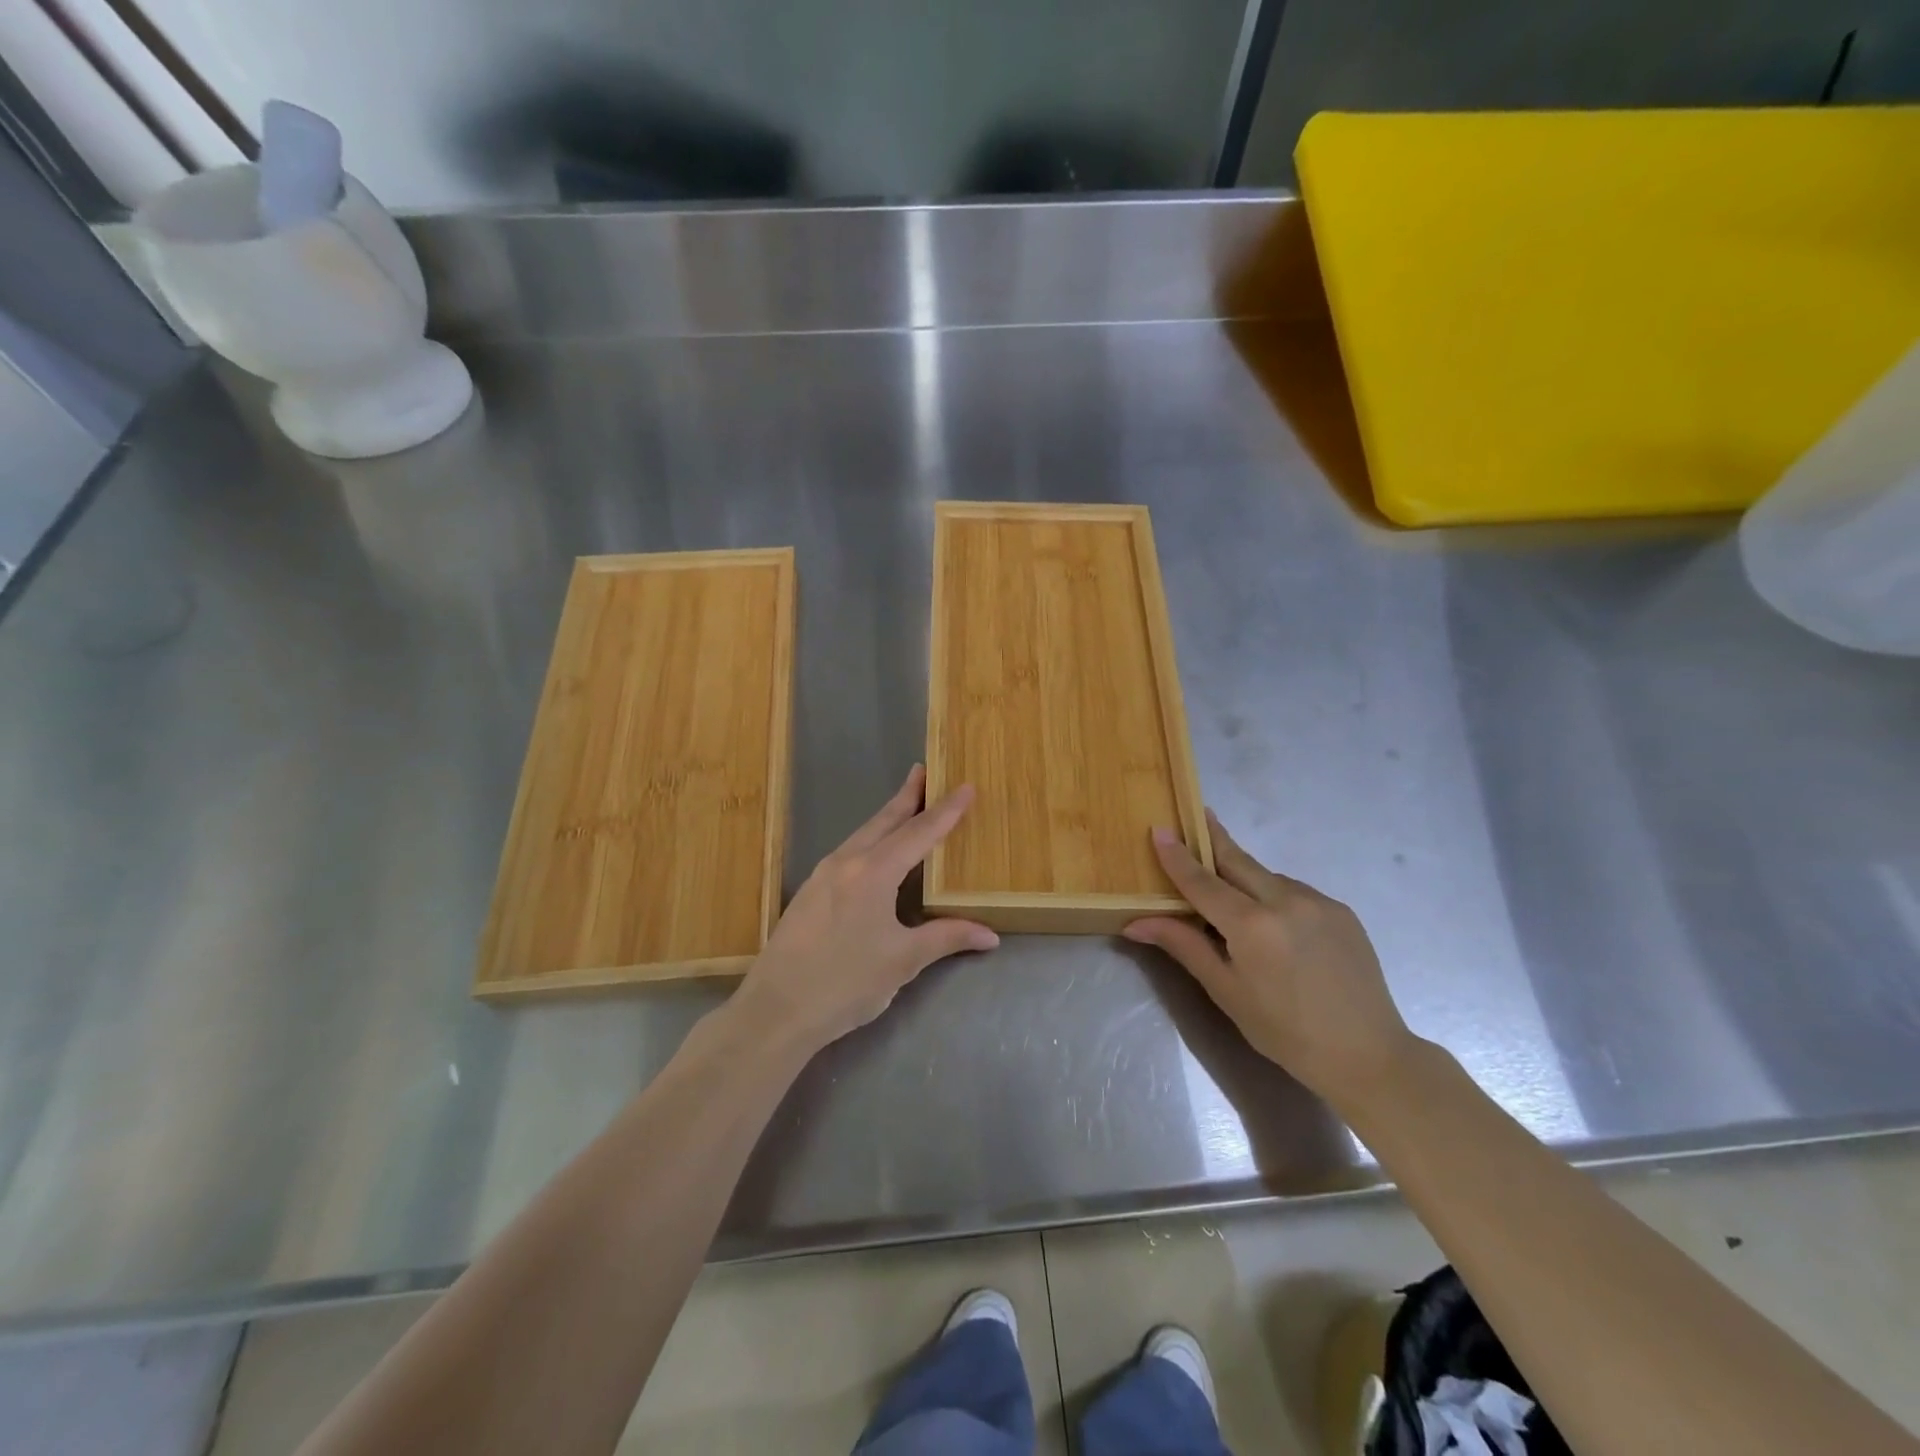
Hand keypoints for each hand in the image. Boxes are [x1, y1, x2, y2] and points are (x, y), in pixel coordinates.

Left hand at [730, 765, 997, 1055]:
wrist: (775, 1010)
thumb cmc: (845, 983)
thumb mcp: (902, 961)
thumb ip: (946, 938)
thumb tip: (989, 935)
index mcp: (873, 872)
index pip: (918, 833)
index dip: (945, 811)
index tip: (965, 786)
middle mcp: (846, 862)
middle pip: (884, 821)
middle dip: (907, 796)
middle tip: (924, 771)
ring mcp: (822, 876)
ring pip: (862, 835)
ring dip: (887, 818)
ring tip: (906, 805)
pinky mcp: (809, 892)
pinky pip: (847, 852)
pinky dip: (869, 840)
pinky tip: (873, 853)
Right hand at [1124, 810, 1415, 1109]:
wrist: (1369, 1055)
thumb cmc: (1285, 1031)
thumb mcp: (1226, 991)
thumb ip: (1184, 945)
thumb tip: (1135, 923)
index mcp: (1252, 925)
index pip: (1202, 881)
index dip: (1177, 856)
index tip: (1158, 829)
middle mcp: (1286, 900)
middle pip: (1237, 860)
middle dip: (1213, 839)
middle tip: (1195, 816)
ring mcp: (1318, 901)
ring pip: (1267, 876)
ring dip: (1243, 874)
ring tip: (1230, 892)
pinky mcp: (1341, 910)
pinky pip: (1294, 891)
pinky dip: (1273, 895)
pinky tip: (1272, 921)